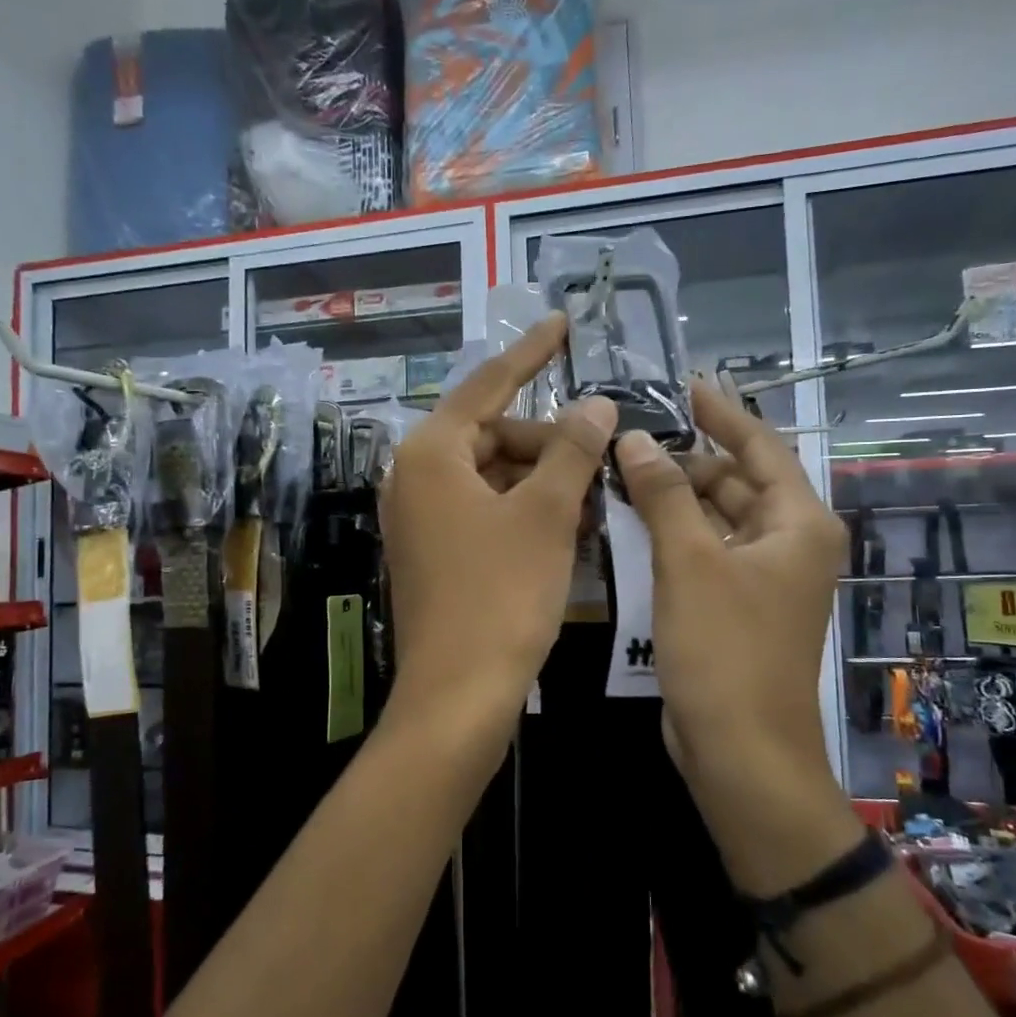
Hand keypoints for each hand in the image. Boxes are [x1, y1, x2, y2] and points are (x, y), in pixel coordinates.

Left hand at [380, 315, 615, 747]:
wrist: (458, 694)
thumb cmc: (501, 595)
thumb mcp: (546, 515)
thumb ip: (571, 450)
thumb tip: (595, 404)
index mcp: (431, 453)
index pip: (488, 384)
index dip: (531, 352)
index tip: (563, 323)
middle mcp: (413, 477)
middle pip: (492, 434)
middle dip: (548, 442)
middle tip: (602, 456)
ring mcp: (420, 518)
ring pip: (492, 475)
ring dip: (543, 480)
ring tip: (595, 497)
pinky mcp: (433, 552)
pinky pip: (483, 511)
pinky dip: (524, 511)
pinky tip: (568, 527)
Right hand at [615, 380, 860, 892]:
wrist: (740, 750)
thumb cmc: (725, 649)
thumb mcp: (689, 562)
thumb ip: (663, 495)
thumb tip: (635, 438)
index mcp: (798, 524)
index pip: (760, 448)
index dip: (723, 413)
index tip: (686, 383)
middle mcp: (788, 544)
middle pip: (736, 482)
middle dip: (687, 458)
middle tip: (630, 435)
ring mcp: (761, 578)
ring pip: (716, 518)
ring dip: (675, 496)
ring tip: (623, 470)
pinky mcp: (734, 606)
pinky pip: (704, 551)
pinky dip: (674, 533)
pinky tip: (633, 521)